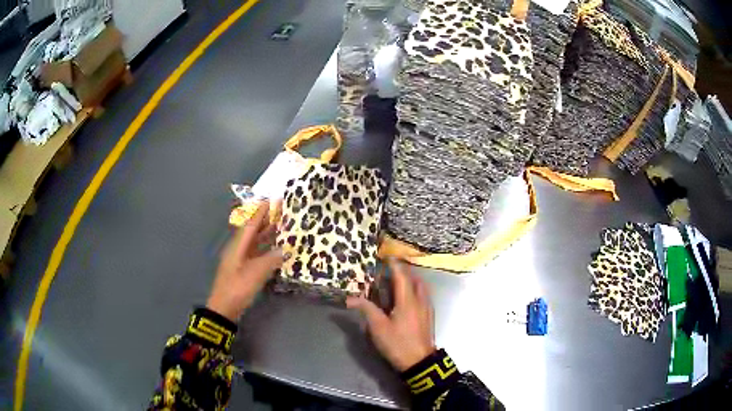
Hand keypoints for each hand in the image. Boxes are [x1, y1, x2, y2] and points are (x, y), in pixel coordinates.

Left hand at [207, 202, 283, 320]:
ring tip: (280, 226)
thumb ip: (270, 260)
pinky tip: (275, 249)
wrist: (224, 308)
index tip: (270, 200)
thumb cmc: (238, 288)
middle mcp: (238, 249)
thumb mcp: (255, 274)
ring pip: (255, 242)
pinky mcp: (243, 270)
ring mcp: (240, 260)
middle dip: (265, 220)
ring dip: (266, 234)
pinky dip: (266, 248)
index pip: (251, 224)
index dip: (260, 212)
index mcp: (238, 246)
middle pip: (252, 231)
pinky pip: (256, 253)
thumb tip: (284, 249)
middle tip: (280, 211)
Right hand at [347, 259, 435, 371]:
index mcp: (408, 300)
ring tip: (398, 282)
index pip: (401, 275)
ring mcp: (427, 308)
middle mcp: (420, 300)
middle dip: (403, 271)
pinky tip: (407, 299)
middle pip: (414, 279)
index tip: (387, 256)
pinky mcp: (429, 317)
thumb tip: (350, 298)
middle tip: (390, 269)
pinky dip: (415, 290)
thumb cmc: (398, 343)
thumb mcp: (378, 327)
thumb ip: (367, 309)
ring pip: (421, 287)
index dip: (394, 264)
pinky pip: (424, 296)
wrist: (420, 362)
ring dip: (411, 280)